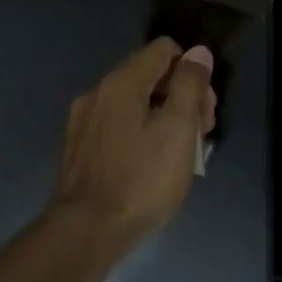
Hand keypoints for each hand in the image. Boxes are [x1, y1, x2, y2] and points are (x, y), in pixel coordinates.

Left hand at [49, 38, 216, 240]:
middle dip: (180, 96)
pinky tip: (150, 165)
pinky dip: (139, 133)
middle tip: (201, 134)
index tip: (205, 107)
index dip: (192, 70)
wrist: (85, 232)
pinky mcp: (77, 148)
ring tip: (179, 154)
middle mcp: (97, 92)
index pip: (163, 50)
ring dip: (162, 117)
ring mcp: (82, 121)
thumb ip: (189, 85)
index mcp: (122, 82)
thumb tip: (198, 52)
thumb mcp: (178, 129)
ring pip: (132, 103)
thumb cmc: (141, 180)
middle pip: (148, 76)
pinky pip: (116, 125)